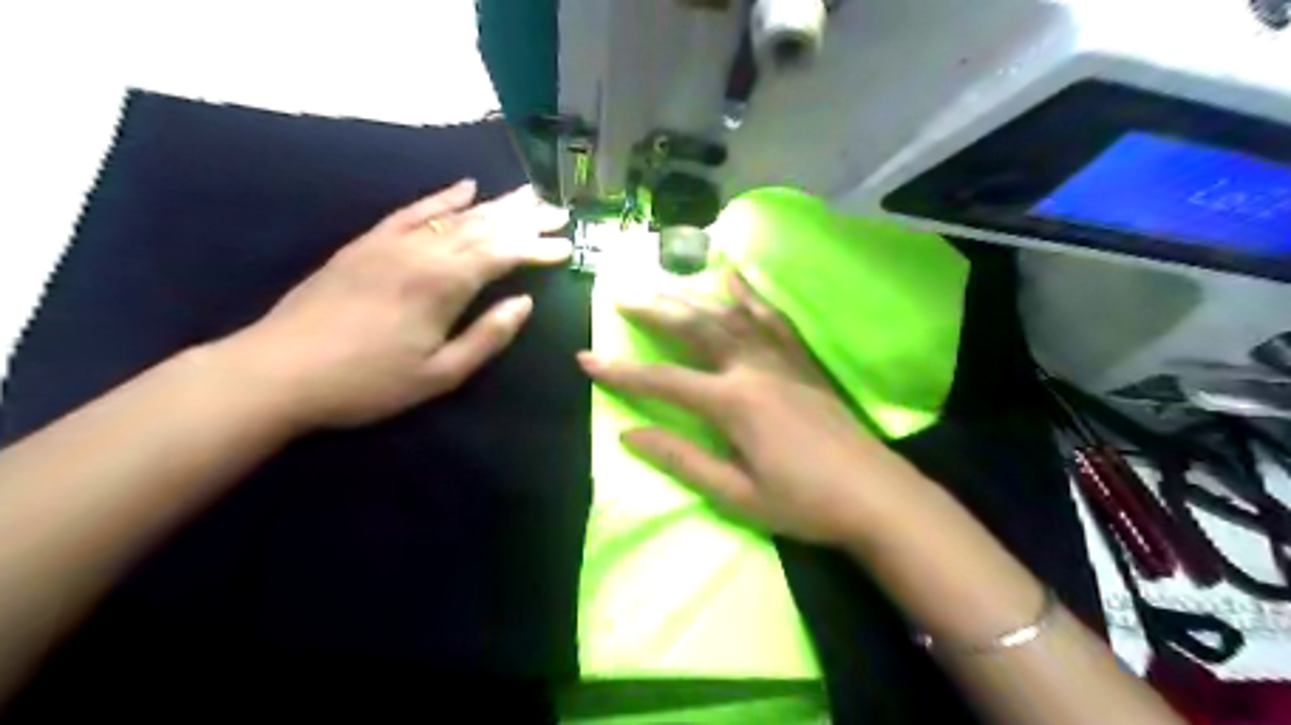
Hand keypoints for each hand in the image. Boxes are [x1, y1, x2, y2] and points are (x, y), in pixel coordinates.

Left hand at [217, 180, 569, 429]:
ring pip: (456, 215)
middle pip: (484, 227)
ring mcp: (393, 242)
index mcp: (444, 285)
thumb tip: (524, 303)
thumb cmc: (368, 382)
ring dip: (495, 204)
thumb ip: (487, 337)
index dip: (537, 249)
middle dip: (525, 219)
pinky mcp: (368, 243)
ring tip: (527, 194)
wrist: (278, 371)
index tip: (567, 246)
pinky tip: (464, 186)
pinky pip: (413, 210)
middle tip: (558, 211)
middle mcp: (424, 252)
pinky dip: (442, 197)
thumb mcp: (440, 375)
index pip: (504, 255)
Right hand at [577, 272, 929, 544]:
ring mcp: (782, 359)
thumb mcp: (736, 494)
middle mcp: (754, 369)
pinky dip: (750, 293)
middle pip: (695, 330)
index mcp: (734, 404)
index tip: (585, 358)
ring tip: (663, 281)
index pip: (664, 381)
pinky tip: (734, 275)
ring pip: (729, 315)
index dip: (622, 371)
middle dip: (654, 311)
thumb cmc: (804, 503)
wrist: (877, 496)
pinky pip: (773, 317)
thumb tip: (630, 433)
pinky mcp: (802, 361)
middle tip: (621, 295)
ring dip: (692, 296)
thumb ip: (682, 459)